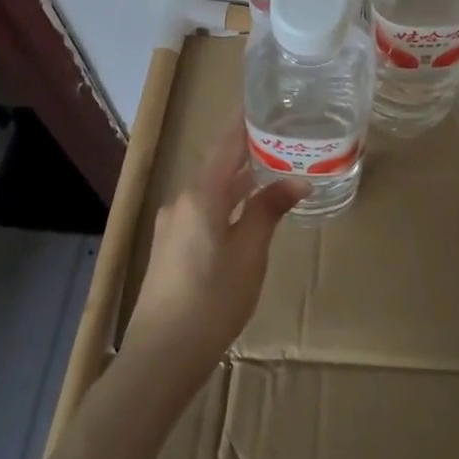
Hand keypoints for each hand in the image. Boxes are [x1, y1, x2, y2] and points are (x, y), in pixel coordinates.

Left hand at [123, 130, 305, 378]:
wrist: (160, 357)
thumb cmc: (212, 300)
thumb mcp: (250, 253)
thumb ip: (269, 210)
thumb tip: (298, 179)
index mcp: (200, 194)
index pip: (226, 144)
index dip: (245, 121)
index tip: (265, 101)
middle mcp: (182, 201)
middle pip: (219, 166)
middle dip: (250, 152)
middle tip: (283, 138)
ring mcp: (173, 225)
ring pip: (212, 191)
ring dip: (240, 181)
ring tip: (274, 171)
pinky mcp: (171, 247)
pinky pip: (204, 211)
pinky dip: (228, 202)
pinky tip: (248, 212)